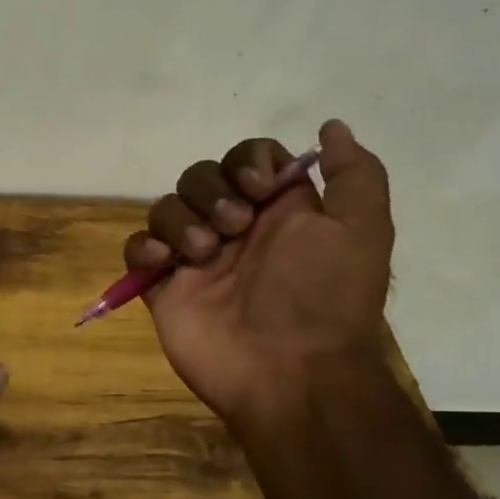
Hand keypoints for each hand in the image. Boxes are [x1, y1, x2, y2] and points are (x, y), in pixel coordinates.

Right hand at [125, 120, 392, 424]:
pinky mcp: (163, 286)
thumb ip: (354, 174)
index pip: (249, 159)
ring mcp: (196, 258)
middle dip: (212, 192)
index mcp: (279, 212)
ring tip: (202, 255)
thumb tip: (331, 125)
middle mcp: (235, 229)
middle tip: (233, 228)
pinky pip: (138, 248)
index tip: (259, 188)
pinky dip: (144, 247)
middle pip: (202, 176)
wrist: (289, 373)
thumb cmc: (323, 297)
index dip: (247, 162)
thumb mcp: (361, 230)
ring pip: (166, 207)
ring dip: (181, 220)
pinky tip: (165, 262)